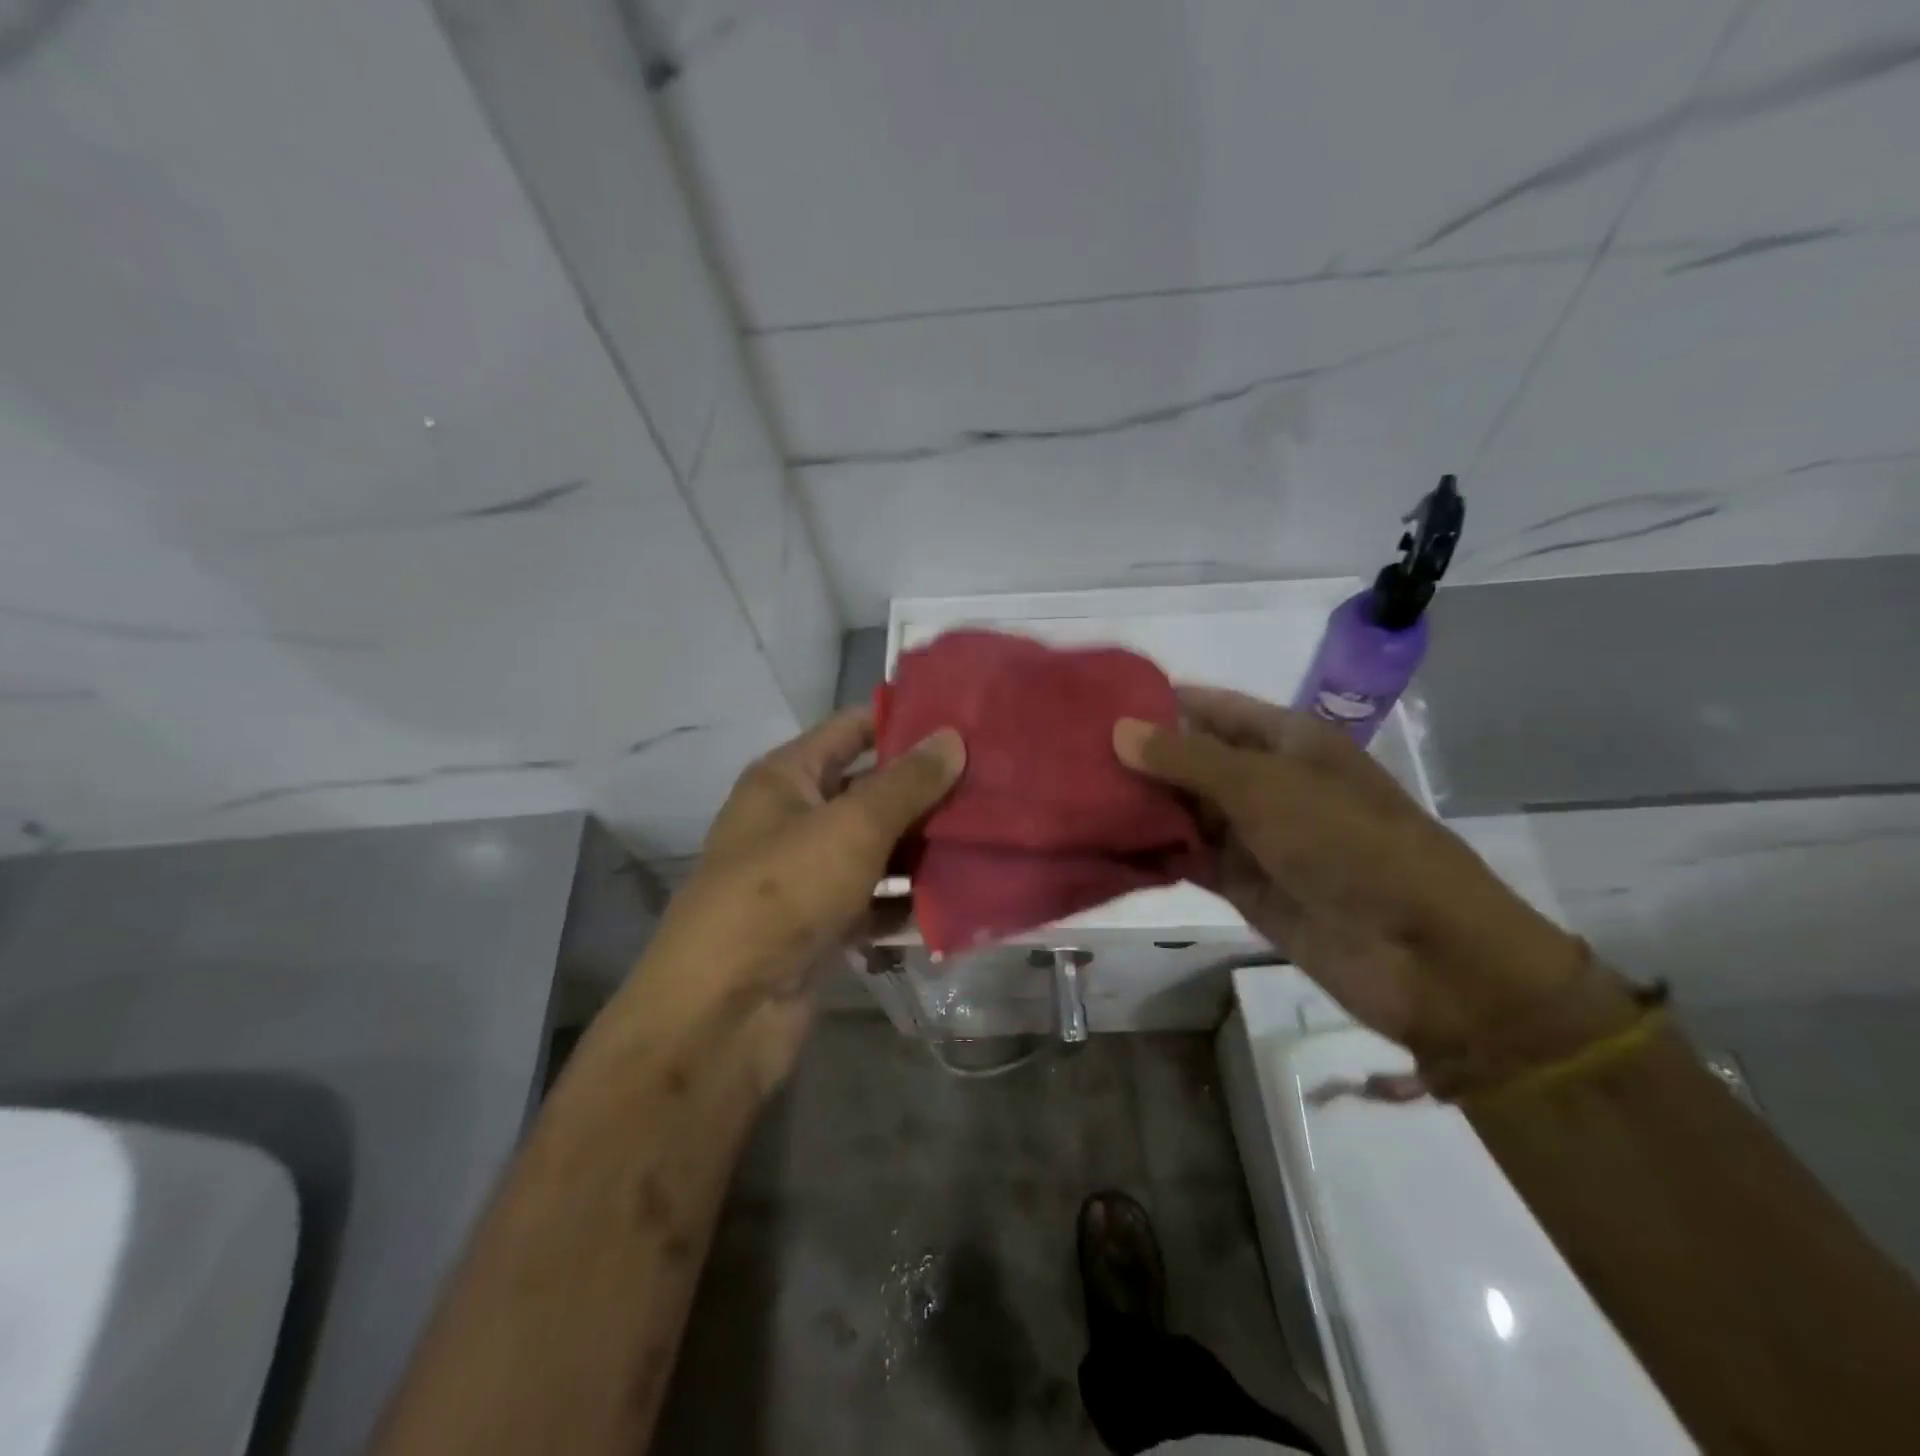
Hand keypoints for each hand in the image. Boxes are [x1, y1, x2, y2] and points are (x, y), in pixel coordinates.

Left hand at [632, 708, 963, 1080]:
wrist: (725, 1011)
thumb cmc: (784, 892)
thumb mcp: (852, 826)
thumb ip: (907, 783)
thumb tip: (952, 737)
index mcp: (786, 778)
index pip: (851, 729)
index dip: (904, 721)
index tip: (964, 721)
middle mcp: (794, 819)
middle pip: (869, 790)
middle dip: (926, 789)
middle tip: (993, 782)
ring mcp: (808, 875)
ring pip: (877, 848)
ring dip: (924, 846)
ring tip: (990, 834)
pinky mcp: (822, 925)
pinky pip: (875, 899)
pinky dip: (908, 898)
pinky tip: (959, 895)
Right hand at [1115, 687, 1633, 1082]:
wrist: (1422, 956)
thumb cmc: (1350, 846)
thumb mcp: (1266, 789)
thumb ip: (1188, 760)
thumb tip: (1118, 730)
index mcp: (1287, 741)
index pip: (1210, 708)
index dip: (1158, 703)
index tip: (1094, 703)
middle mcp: (1267, 782)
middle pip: (1191, 760)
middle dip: (1138, 757)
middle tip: (1066, 754)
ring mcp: (1255, 836)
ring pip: (1184, 811)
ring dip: (1139, 806)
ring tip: (1071, 795)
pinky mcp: (1244, 885)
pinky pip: (1188, 859)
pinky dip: (1153, 852)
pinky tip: (1103, 845)